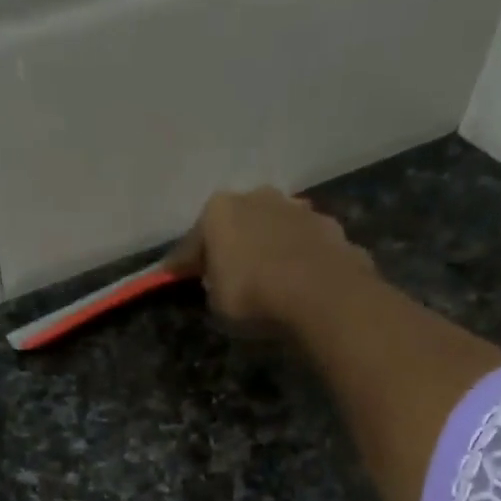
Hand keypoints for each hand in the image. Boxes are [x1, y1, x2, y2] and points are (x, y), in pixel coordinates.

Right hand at [166, 187, 376, 329]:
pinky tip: (297, 280)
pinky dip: (296, 258)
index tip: (173, 279)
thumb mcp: (216, 303)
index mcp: (218, 211)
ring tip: (267, 278)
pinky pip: (302, 244)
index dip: (182, 265)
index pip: (191, 243)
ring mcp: (295, 207)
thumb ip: (212, 286)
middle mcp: (256, 196)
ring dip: (266, 247)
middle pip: (235, 225)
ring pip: (272, 229)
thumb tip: (217, 281)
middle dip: (230, 246)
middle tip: (226, 275)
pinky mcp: (328, 225)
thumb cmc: (253, 296)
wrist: (320, 293)